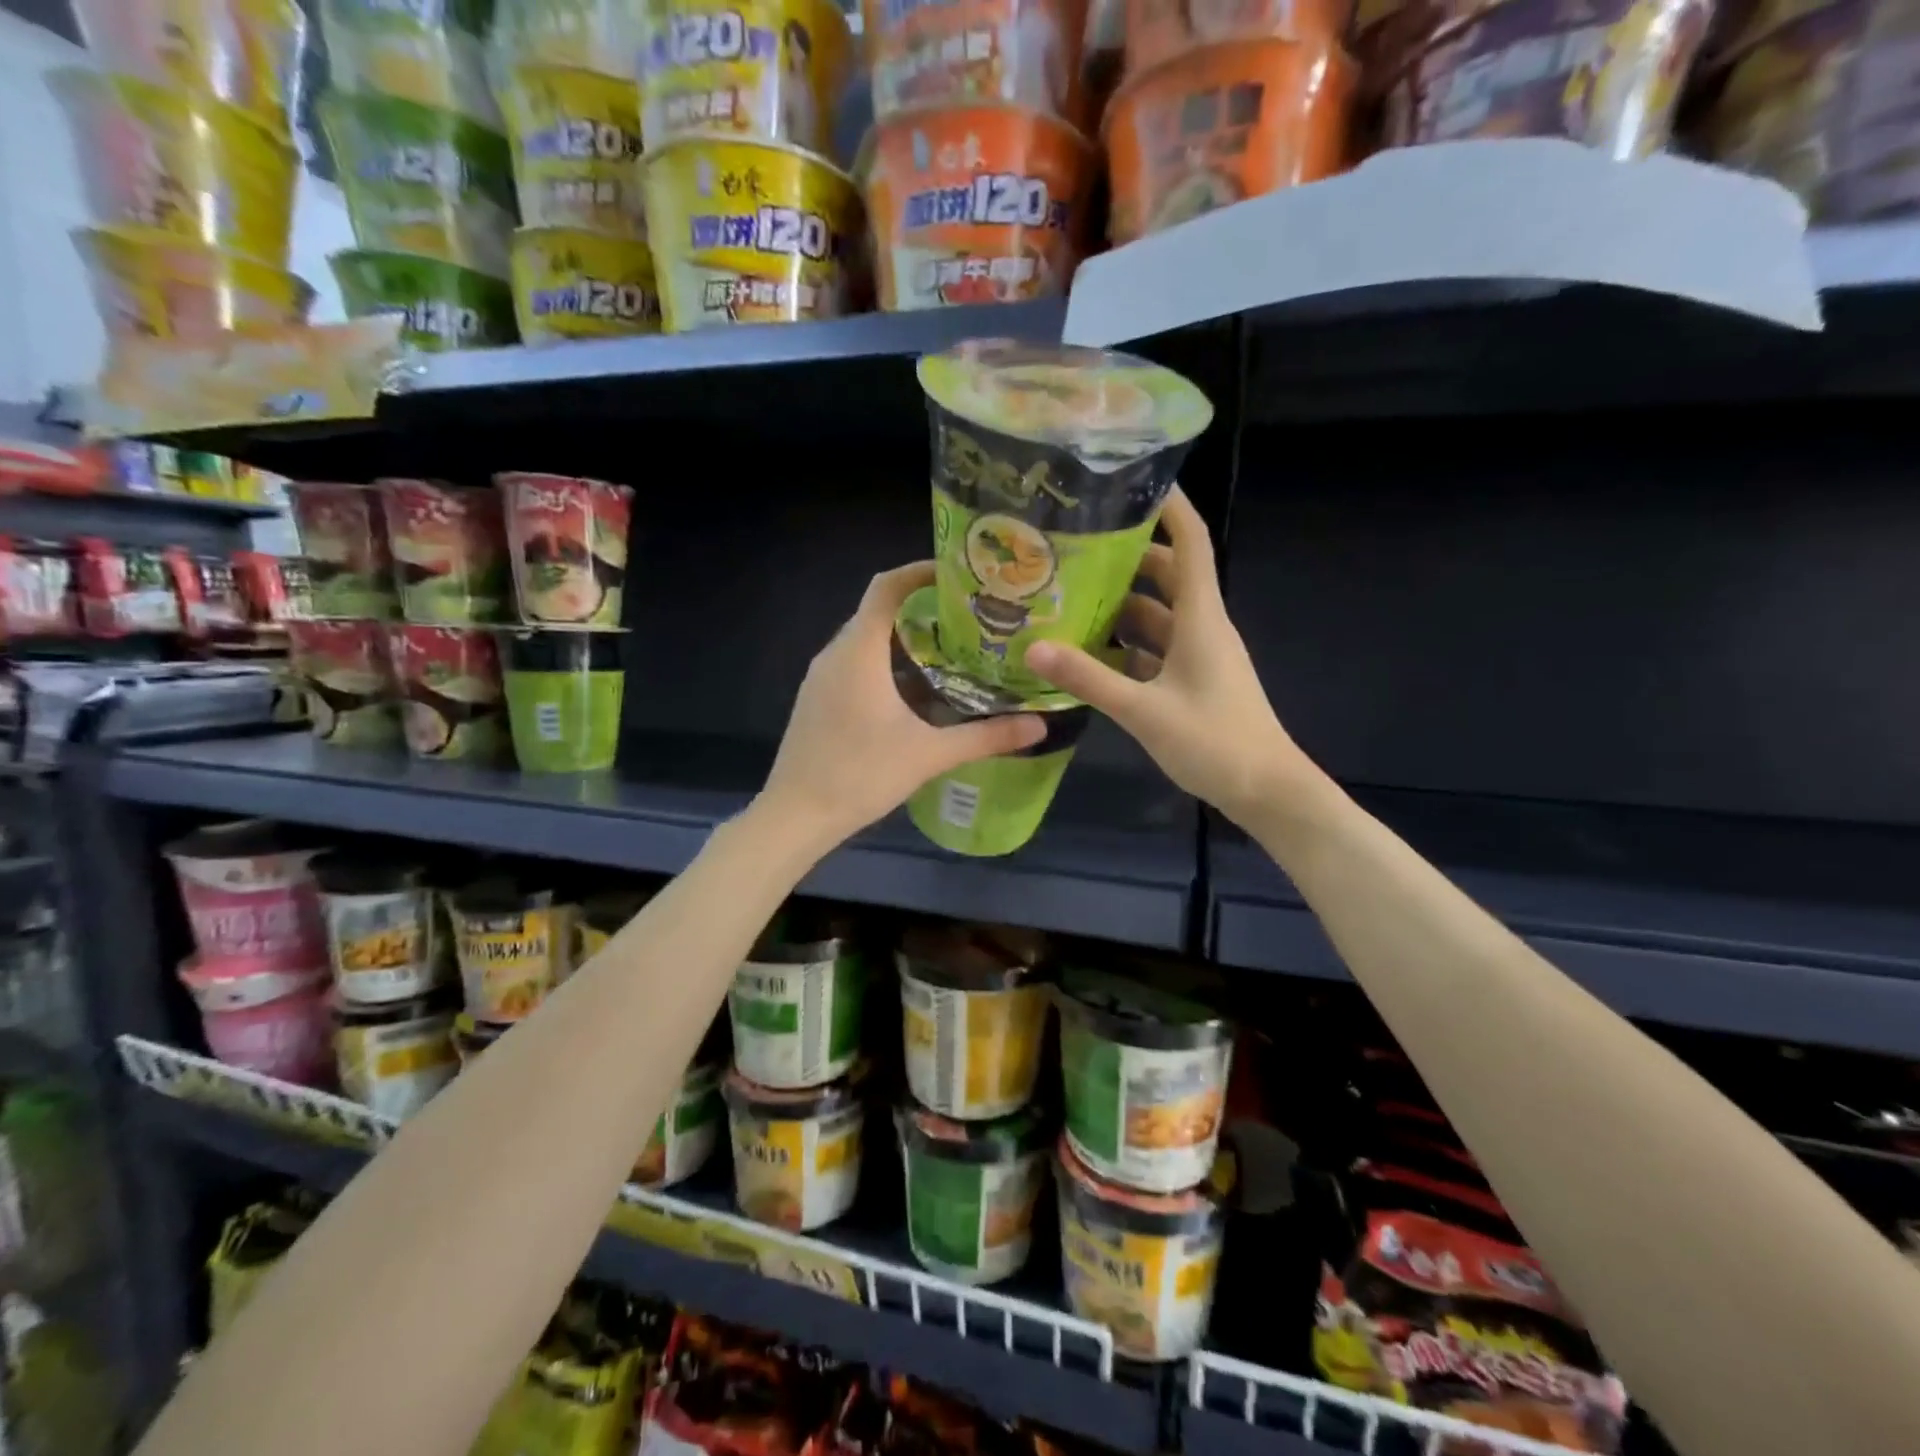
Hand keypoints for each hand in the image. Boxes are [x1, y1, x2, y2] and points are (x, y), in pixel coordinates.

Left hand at [758, 563, 1045, 855]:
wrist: (796, 816)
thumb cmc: (860, 776)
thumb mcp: (929, 755)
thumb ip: (985, 737)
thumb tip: (1039, 725)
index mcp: (859, 652)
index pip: (886, 587)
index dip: (920, 572)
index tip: (958, 575)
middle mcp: (835, 654)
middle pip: (877, 611)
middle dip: (921, 607)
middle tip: (968, 619)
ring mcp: (820, 678)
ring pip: (865, 639)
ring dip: (902, 637)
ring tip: (949, 650)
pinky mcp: (816, 700)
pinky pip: (853, 663)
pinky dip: (884, 661)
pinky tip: (912, 690)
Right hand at [1025, 488, 1319, 828]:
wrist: (1266, 791)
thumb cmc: (1215, 741)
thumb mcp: (1144, 710)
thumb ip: (1089, 678)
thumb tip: (1034, 647)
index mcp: (1201, 617)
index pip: (1191, 543)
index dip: (1169, 508)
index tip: (1134, 480)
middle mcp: (1202, 627)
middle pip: (1168, 576)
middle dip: (1129, 558)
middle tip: (1078, 549)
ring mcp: (1198, 656)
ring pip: (1158, 616)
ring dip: (1123, 606)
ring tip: (1071, 598)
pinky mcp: (1191, 683)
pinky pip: (1155, 651)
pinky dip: (1127, 647)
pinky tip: (1090, 654)